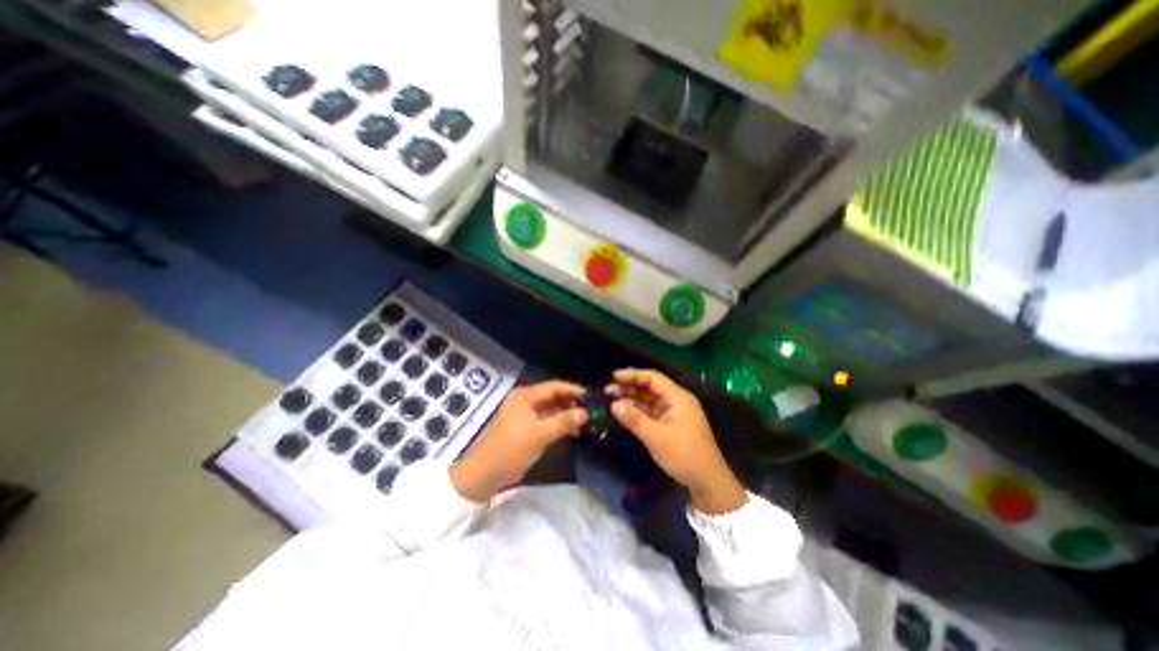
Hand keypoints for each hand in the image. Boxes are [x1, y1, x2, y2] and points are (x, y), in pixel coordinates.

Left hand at [447, 381, 584, 503]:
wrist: (486, 474)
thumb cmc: (512, 449)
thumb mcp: (540, 434)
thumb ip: (563, 421)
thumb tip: (585, 413)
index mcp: (526, 396)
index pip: (554, 386)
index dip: (573, 390)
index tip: (591, 397)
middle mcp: (526, 401)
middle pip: (554, 397)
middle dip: (572, 403)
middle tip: (592, 410)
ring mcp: (526, 414)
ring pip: (552, 409)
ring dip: (567, 414)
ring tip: (587, 421)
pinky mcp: (527, 428)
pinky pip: (547, 420)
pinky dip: (559, 424)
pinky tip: (574, 430)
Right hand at [608, 370, 741, 514]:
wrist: (707, 482)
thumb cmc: (684, 455)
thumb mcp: (656, 437)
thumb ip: (634, 419)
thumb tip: (614, 404)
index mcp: (678, 398)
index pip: (653, 378)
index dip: (633, 375)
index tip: (614, 376)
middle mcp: (676, 401)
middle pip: (650, 388)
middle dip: (630, 387)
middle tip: (608, 390)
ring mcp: (673, 413)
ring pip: (649, 400)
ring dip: (632, 399)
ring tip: (611, 399)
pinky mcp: (670, 424)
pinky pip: (651, 412)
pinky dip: (638, 411)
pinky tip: (624, 412)